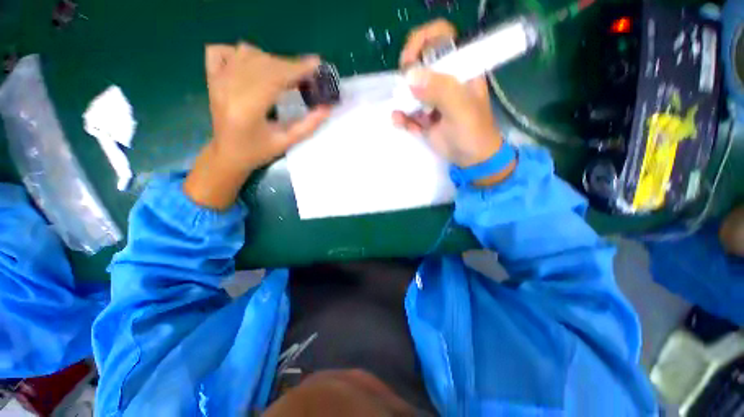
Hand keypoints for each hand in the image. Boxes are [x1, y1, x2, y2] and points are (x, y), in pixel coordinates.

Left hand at [185, 44, 330, 209]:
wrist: (227, 155)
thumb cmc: (258, 152)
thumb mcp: (287, 142)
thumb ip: (308, 125)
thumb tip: (327, 108)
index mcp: (247, 108)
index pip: (275, 78)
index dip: (297, 69)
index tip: (317, 65)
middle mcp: (229, 89)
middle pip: (263, 63)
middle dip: (289, 65)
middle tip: (307, 75)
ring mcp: (217, 81)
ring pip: (246, 54)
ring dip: (271, 60)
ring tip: (285, 75)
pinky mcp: (211, 79)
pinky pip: (221, 51)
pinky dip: (240, 52)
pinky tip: (254, 65)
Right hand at [393, 20, 511, 180]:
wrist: (472, 159)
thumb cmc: (473, 132)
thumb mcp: (461, 109)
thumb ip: (440, 91)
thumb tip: (410, 77)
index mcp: (460, 70)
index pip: (440, 39)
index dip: (422, 41)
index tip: (408, 59)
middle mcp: (445, 81)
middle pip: (420, 65)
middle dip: (407, 75)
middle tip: (402, 90)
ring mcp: (433, 101)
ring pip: (411, 91)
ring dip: (402, 100)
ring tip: (399, 113)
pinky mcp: (425, 119)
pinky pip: (409, 113)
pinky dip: (402, 117)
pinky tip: (399, 121)